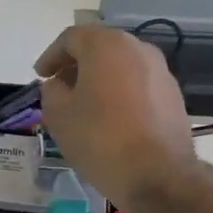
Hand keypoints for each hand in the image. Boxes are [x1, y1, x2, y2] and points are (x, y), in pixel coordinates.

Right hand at [35, 25, 202, 212]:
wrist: (157, 174)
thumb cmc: (99, 140)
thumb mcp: (59, 116)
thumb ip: (51, 91)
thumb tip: (58, 84)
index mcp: (106, 46)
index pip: (71, 38)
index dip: (50, 56)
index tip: (40, 75)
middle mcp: (138, 48)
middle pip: (99, 48)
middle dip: (76, 65)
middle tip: (59, 87)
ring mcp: (160, 71)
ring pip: (120, 66)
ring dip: (99, 79)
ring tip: (83, 105)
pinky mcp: (172, 95)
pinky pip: (137, 84)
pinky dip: (119, 93)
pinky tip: (109, 118)